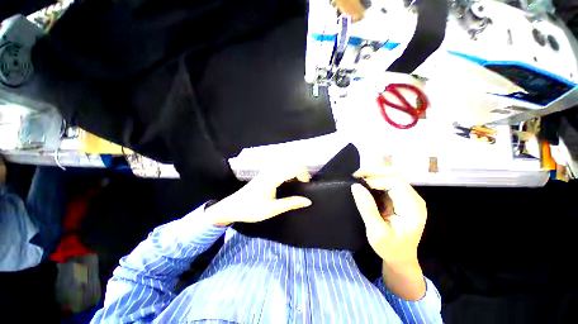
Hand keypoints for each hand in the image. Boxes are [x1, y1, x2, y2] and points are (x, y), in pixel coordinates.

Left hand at [206, 165, 312, 225]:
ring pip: (283, 161)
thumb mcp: (272, 209)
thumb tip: (307, 201)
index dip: (302, 173)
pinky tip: (287, 178)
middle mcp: (269, 171)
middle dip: (300, 167)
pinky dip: (287, 168)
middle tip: (305, 179)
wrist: (232, 207)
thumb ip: (291, 203)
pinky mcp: (263, 173)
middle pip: (289, 161)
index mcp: (272, 178)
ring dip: (293, 166)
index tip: (307, 183)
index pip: (292, 168)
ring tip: (298, 177)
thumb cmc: (251, 209)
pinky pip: (278, 165)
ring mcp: (266, 171)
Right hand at [351, 169, 426, 299]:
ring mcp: (409, 197)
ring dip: (375, 174)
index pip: (396, 183)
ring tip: (358, 176)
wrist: (400, 257)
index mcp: (413, 208)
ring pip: (392, 177)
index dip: (376, 179)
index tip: (358, 181)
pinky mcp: (402, 198)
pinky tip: (365, 181)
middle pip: (395, 176)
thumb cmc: (389, 248)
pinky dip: (376, 179)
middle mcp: (414, 199)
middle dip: (375, 172)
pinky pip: (389, 183)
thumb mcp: (376, 232)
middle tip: (356, 174)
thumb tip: (355, 186)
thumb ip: (367, 209)